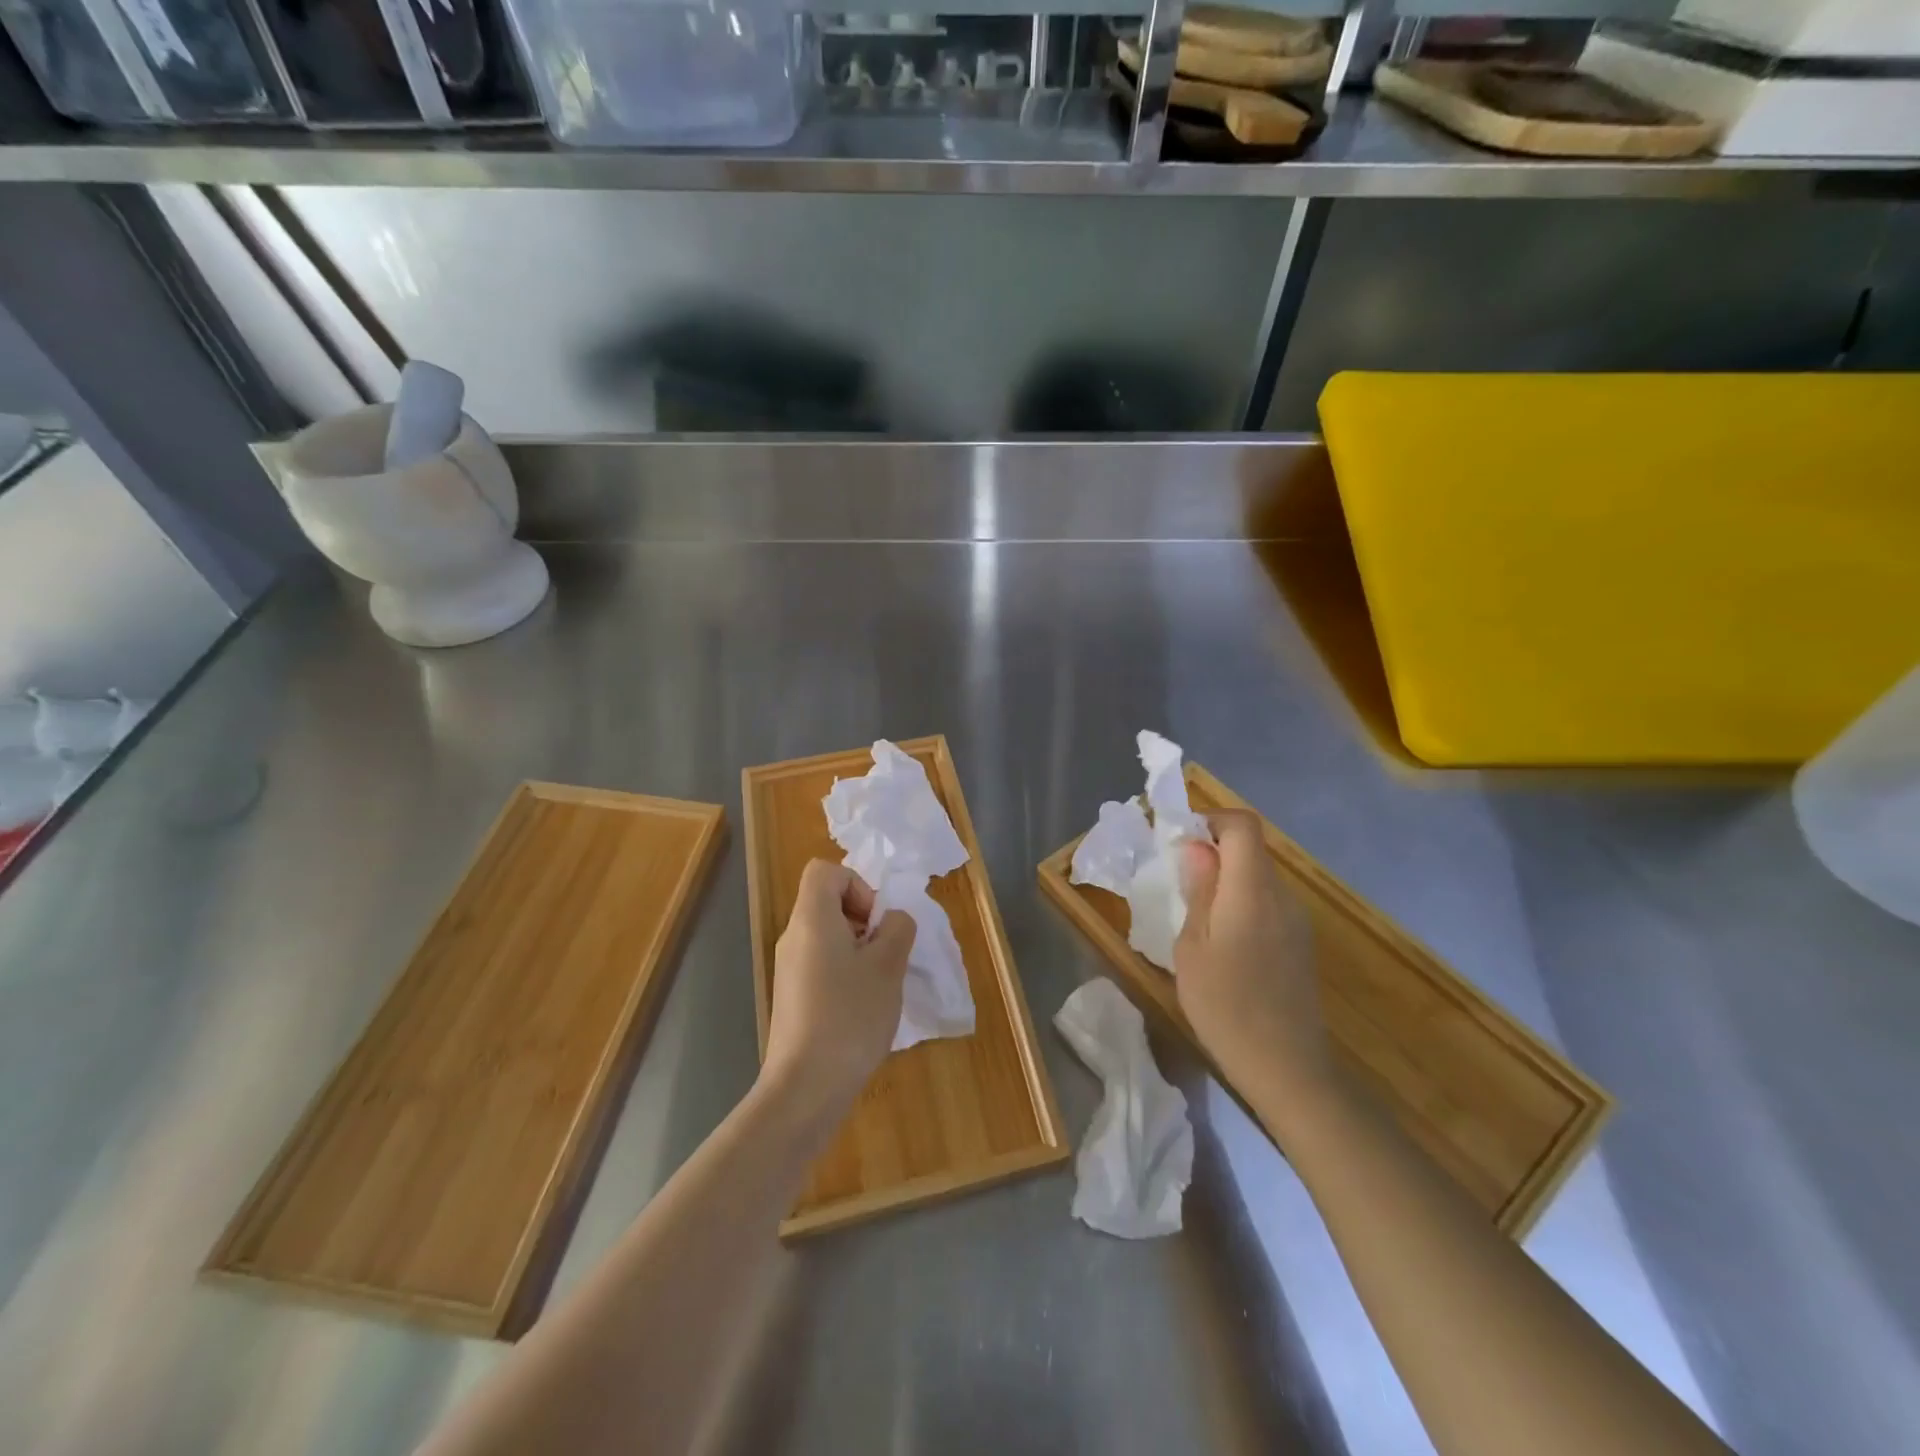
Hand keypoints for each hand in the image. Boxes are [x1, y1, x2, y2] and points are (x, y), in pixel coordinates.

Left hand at [762, 860, 915, 1123]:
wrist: (805, 1087)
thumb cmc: (849, 1016)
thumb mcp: (888, 966)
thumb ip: (898, 929)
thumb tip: (892, 921)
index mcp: (811, 919)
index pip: (825, 871)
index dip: (857, 885)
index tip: (876, 922)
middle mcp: (793, 937)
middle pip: (827, 902)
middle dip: (864, 919)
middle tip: (885, 953)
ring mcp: (788, 969)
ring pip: (827, 936)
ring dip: (858, 949)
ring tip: (879, 983)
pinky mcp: (791, 997)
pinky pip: (821, 964)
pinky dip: (845, 973)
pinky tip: (862, 1008)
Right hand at [1174, 811, 1332, 1122]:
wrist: (1288, 1069)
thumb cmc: (1226, 1007)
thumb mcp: (1193, 948)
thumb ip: (1198, 891)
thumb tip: (1198, 848)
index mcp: (1252, 891)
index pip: (1243, 826)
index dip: (1211, 820)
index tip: (1181, 840)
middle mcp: (1282, 896)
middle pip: (1251, 850)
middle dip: (1213, 851)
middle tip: (1178, 881)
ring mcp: (1297, 920)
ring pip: (1259, 877)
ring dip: (1227, 880)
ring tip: (1195, 916)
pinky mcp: (1300, 943)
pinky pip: (1268, 903)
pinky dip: (1242, 903)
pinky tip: (1223, 942)